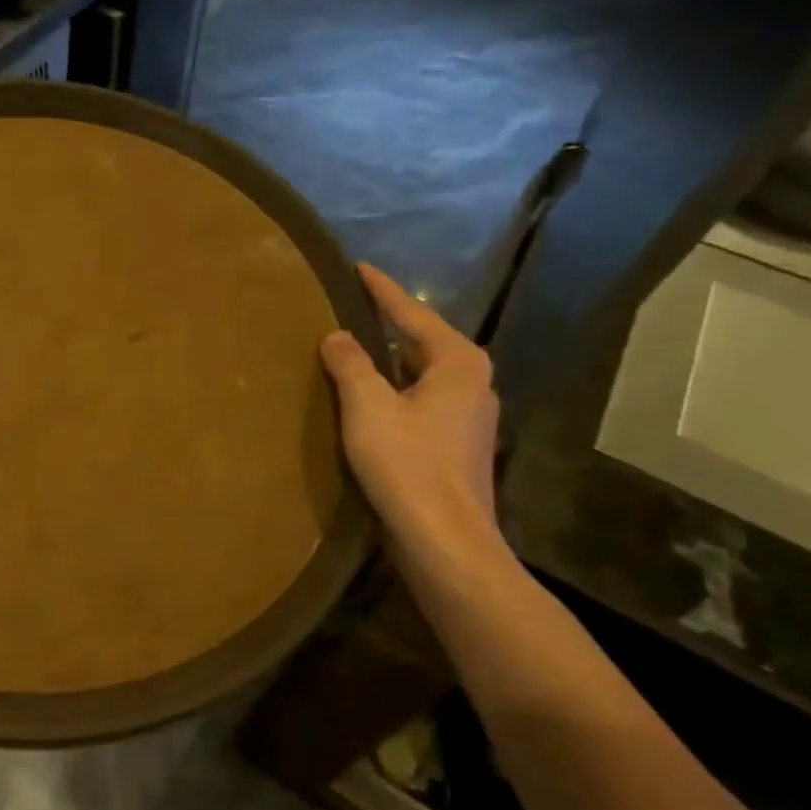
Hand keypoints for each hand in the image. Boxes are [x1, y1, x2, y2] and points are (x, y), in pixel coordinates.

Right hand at [320, 264, 500, 568]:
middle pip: (420, 341)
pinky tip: (366, 400)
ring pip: (420, 374)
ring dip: (387, 362)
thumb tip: (337, 336)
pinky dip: (393, 391)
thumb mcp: (368, 406)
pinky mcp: (456, 445)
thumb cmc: (407, 465)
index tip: (358, 267)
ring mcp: (469, 416)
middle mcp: (473, 382)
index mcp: (457, 362)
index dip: (382, 290)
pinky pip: (419, 400)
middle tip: (346, 308)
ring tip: (349, 350)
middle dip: (386, 325)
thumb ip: (350, 363)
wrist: (445, 541)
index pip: (412, 313)